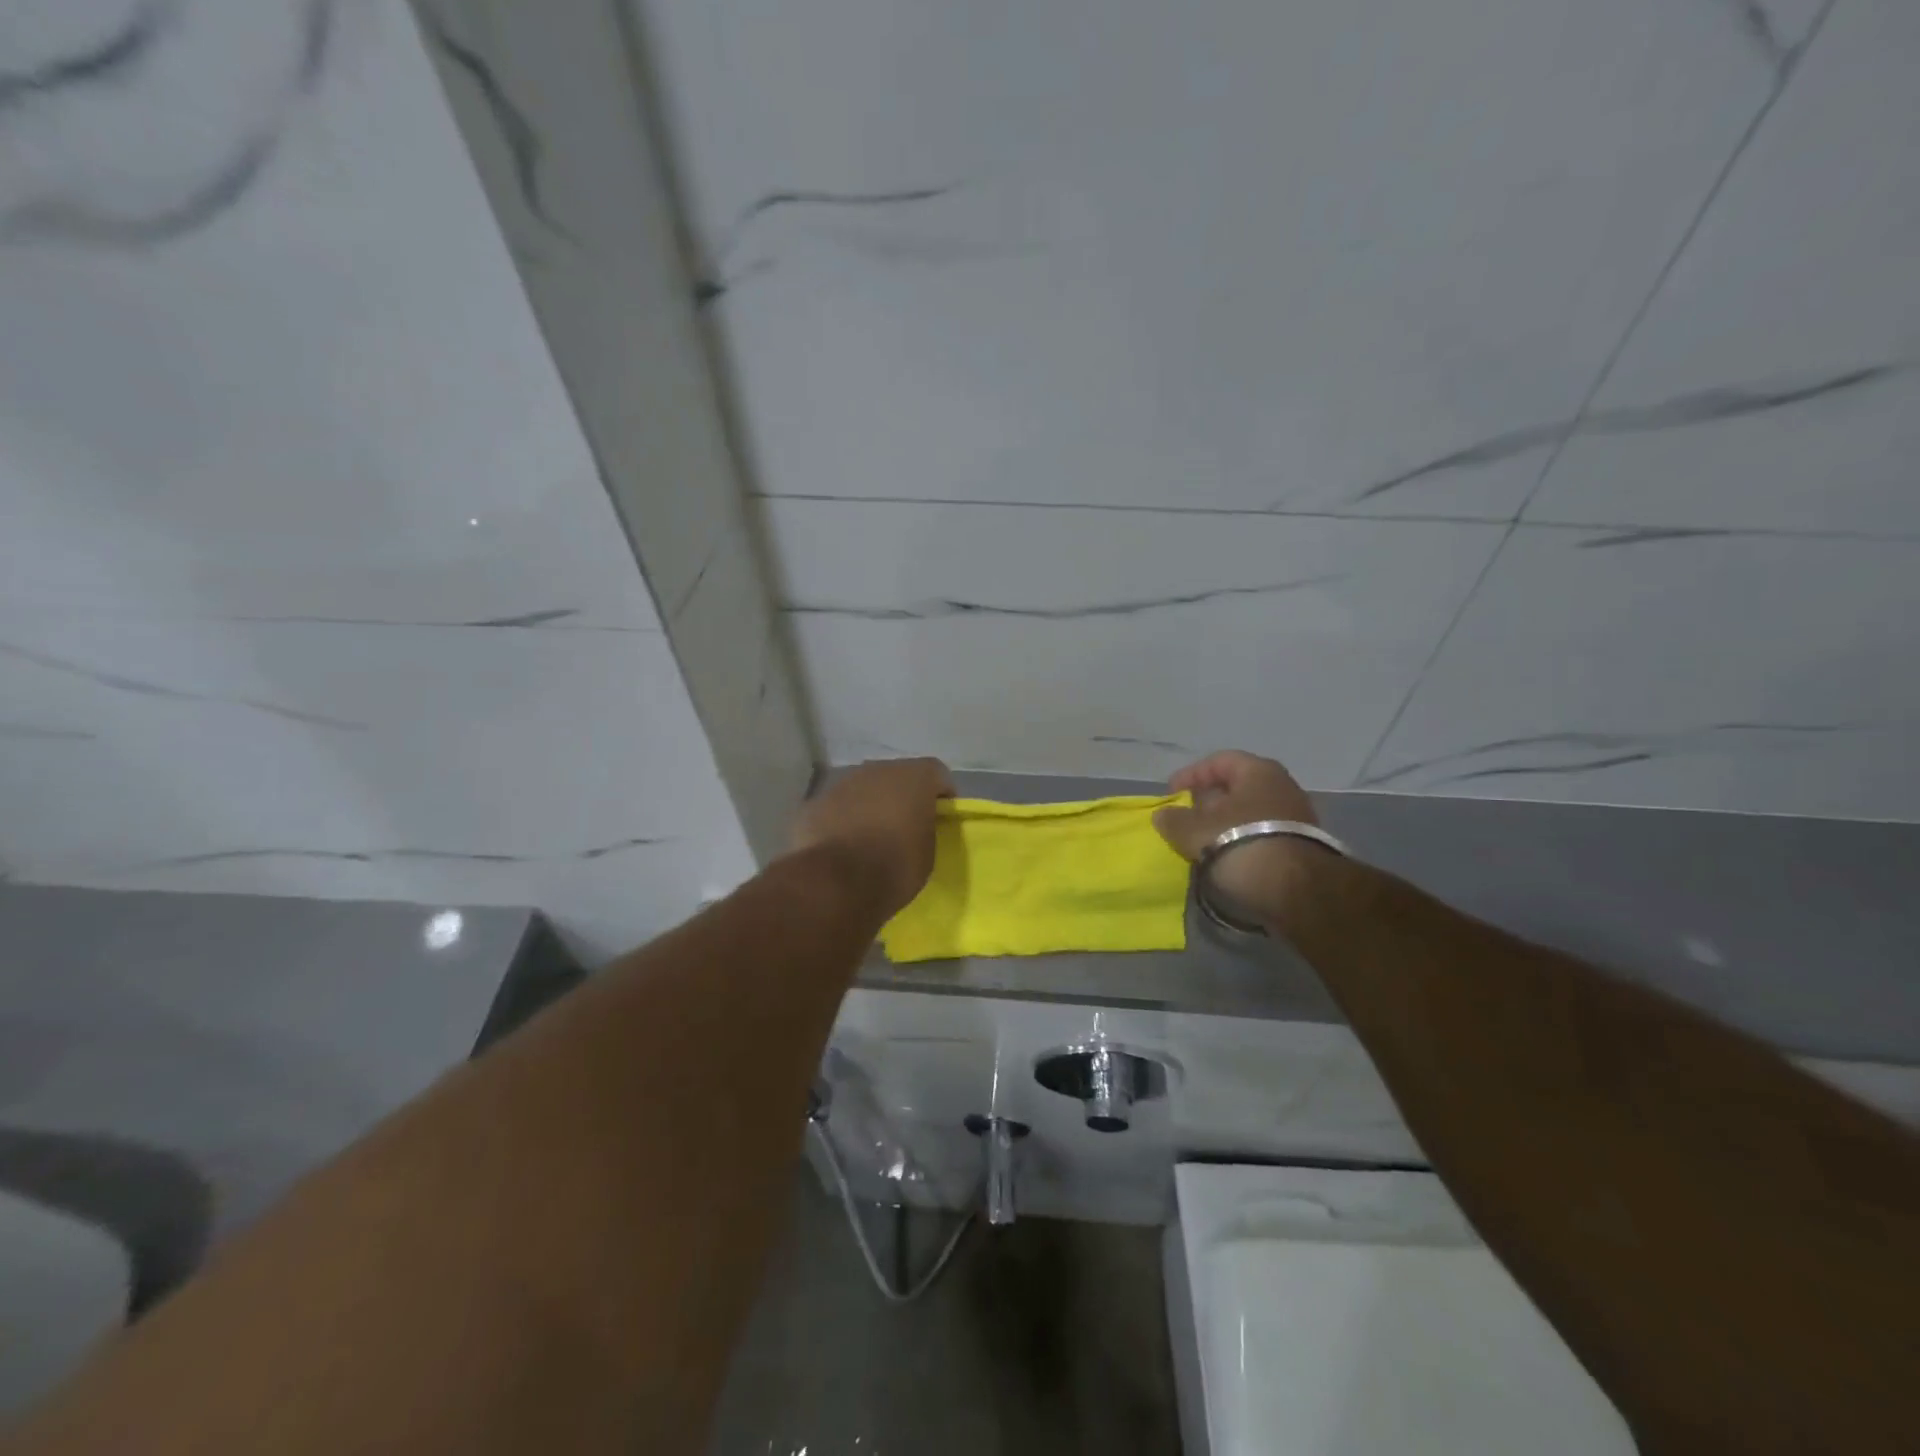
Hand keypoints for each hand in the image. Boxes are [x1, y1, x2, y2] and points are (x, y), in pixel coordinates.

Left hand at [791, 758, 955, 918]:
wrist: (835, 883)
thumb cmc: (894, 867)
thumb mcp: (927, 854)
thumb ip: (925, 830)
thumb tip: (915, 827)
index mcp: (914, 777)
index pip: (937, 773)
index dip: (942, 794)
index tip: (941, 818)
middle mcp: (877, 770)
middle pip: (897, 777)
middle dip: (903, 797)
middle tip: (906, 827)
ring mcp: (842, 784)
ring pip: (864, 790)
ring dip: (871, 807)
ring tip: (872, 839)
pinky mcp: (815, 803)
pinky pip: (838, 808)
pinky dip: (843, 821)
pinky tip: (843, 847)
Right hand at [1152, 751, 1326, 926]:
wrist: (1296, 889)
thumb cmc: (1239, 842)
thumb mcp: (1193, 830)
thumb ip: (1173, 819)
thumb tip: (1164, 814)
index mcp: (1259, 771)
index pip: (1219, 761)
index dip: (1191, 775)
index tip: (1171, 794)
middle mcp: (1283, 786)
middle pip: (1238, 786)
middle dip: (1209, 801)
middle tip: (1187, 817)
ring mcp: (1297, 816)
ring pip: (1251, 811)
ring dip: (1226, 823)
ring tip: (1204, 841)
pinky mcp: (1303, 845)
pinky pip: (1263, 833)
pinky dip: (1243, 839)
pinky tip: (1227, 856)